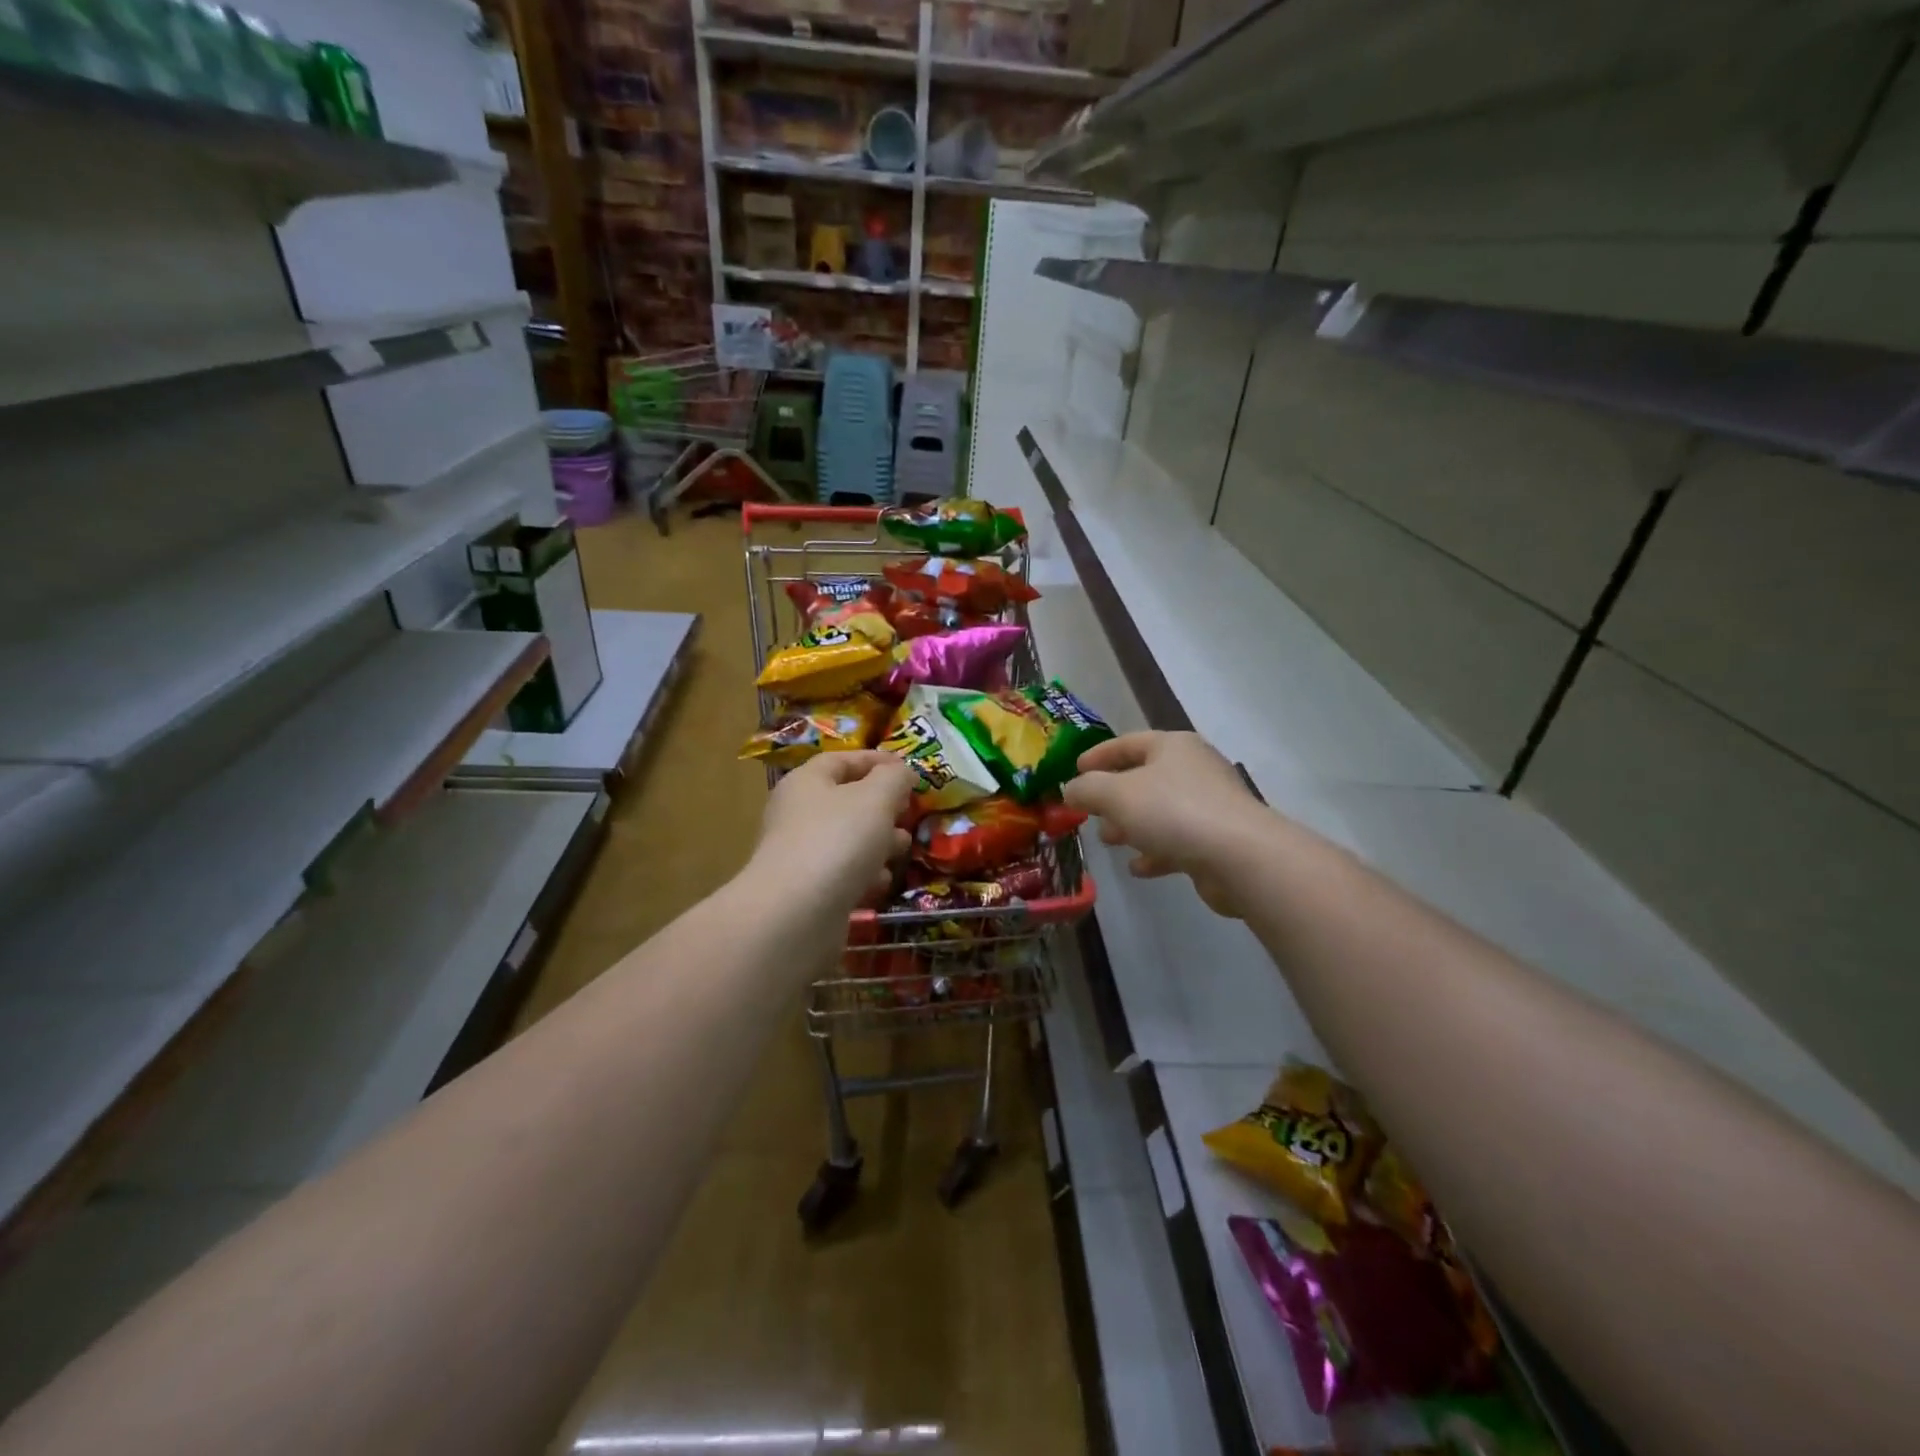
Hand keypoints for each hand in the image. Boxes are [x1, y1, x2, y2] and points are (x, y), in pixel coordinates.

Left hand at [747, 751, 913, 913]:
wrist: (796, 914)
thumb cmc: (838, 840)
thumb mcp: (876, 798)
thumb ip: (894, 779)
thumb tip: (902, 772)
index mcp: (807, 782)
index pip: (842, 760)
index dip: (877, 761)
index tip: (909, 771)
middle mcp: (798, 814)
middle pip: (846, 801)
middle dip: (883, 807)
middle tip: (909, 814)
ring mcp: (801, 854)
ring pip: (847, 839)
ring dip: (878, 843)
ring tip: (903, 849)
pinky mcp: (808, 891)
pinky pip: (842, 874)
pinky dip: (864, 875)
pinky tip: (880, 883)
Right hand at [1063, 732, 1266, 916]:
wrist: (1239, 856)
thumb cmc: (1172, 812)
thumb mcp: (1116, 795)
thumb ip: (1087, 789)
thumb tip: (1071, 789)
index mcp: (1172, 746)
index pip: (1127, 743)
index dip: (1098, 755)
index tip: (1074, 771)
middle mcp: (1194, 769)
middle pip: (1144, 778)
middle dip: (1113, 797)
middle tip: (1090, 813)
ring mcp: (1210, 804)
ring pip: (1159, 811)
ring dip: (1132, 826)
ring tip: (1110, 841)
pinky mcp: (1218, 839)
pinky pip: (1178, 840)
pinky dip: (1156, 851)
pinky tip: (1139, 868)